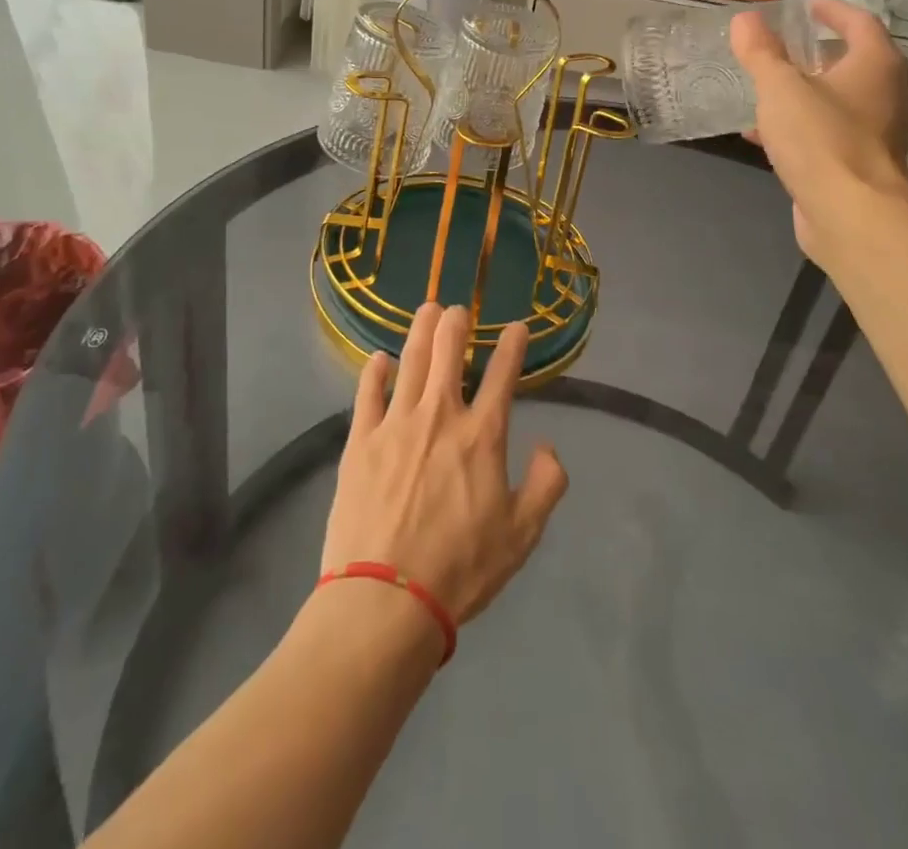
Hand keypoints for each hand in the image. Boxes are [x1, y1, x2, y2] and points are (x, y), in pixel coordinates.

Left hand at [322, 304, 567, 630]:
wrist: (386, 599)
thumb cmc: (460, 568)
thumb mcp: (522, 534)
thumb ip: (546, 484)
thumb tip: (548, 445)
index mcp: (481, 435)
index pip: (503, 375)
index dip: (513, 345)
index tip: (517, 326)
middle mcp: (440, 415)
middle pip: (449, 352)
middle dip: (456, 323)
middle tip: (458, 309)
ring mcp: (396, 424)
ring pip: (411, 361)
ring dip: (421, 331)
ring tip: (427, 310)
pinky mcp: (360, 441)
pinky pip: (367, 392)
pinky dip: (375, 370)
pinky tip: (379, 358)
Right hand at [730, 0, 907, 263]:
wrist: (851, 214)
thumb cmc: (821, 138)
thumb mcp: (780, 88)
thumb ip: (761, 52)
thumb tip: (745, 20)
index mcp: (876, 65)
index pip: (859, 22)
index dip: (831, 9)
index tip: (803, 5)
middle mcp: (886, 95)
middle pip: (852, 62)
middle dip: (815, 54)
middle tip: (780, 47)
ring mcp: (876, 134)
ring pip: (837, 101)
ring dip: (804, 93)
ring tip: (765, 90)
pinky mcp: (859, 165)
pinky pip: (827, 134)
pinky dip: (799, 127)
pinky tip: (763, 135)